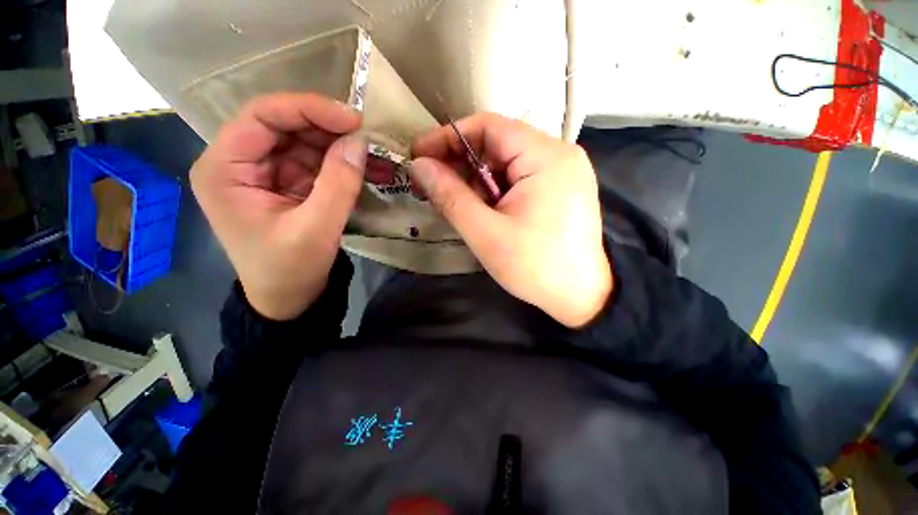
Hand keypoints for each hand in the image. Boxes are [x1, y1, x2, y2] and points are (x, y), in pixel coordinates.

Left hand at [191, 93, 365, 319]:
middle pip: (282, 125)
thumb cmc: (291, 270)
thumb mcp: (316, 230)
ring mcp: (263, 173)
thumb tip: (359, 142)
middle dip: (326, 127)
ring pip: (301, 141)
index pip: (262, 117)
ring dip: (335, 144)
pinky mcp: (285, 184)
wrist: (288, 299)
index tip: (353, 119)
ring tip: (368, 152)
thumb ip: (338, 184)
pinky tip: (359, 165)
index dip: (308, 110)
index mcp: (224, 170)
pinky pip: (312, 161)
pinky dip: (337, 161)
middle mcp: (238, 163)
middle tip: (365, 136)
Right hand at [409, 114, 611, 327]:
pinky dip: (495, 189)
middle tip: (432, 185)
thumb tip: (419, 166)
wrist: (582, 297)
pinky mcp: (561, 189)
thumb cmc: (534, 267)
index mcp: (546, 157)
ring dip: (477, 179)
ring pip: (507, 162)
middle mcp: (559, 154)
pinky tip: (481, 208)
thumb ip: (450, 195)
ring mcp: (563, 171)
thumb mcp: (485, 233)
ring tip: (455, 202)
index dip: (448, 137)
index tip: (419, 156)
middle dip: (461, 162)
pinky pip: (519, 177)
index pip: (488, 127)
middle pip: (498, 143)